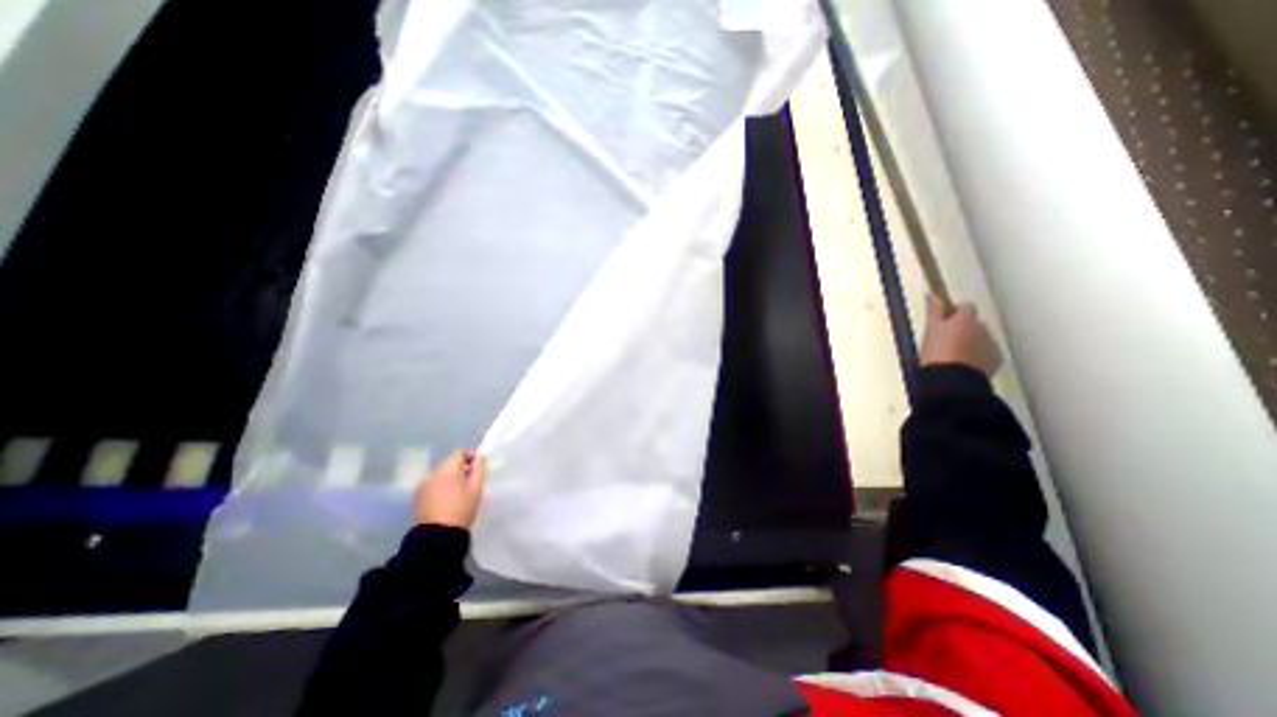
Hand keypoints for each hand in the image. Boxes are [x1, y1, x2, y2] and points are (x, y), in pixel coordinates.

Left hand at [415, 450, 490, 530]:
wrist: (436, 536)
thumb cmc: (461, 508)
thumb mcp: (476, 488)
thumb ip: (479, 468)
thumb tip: (479, 457)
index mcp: (447, 468)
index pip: (460, 452)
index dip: (471, 456)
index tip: (478, 467)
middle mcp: (432, 473)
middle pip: (449, 463)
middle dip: (460, 469)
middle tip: (470, 482)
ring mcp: (422, 486)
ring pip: (440, 475)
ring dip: (449, 479)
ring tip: (458, 493)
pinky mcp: (416, 498)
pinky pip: (432, 486)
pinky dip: (440, 488)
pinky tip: (446, 501)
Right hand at [925, 294, 1003, 377]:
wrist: (951, 380)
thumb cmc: (936, 352)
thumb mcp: (930, 330)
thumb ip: (933, 310)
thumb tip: (932, 294)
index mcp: (966, 318)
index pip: (965, 307)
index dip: (953, 313)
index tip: (942, 322)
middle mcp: (984, 328)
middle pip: (974, 323)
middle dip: (963, 329)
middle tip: (944, 341)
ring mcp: (992, 345)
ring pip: (981, 338)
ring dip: (971, 342)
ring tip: (953, 355)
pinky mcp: (996, 361)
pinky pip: (987, 353)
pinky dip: (977, 356)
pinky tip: (964, 364)